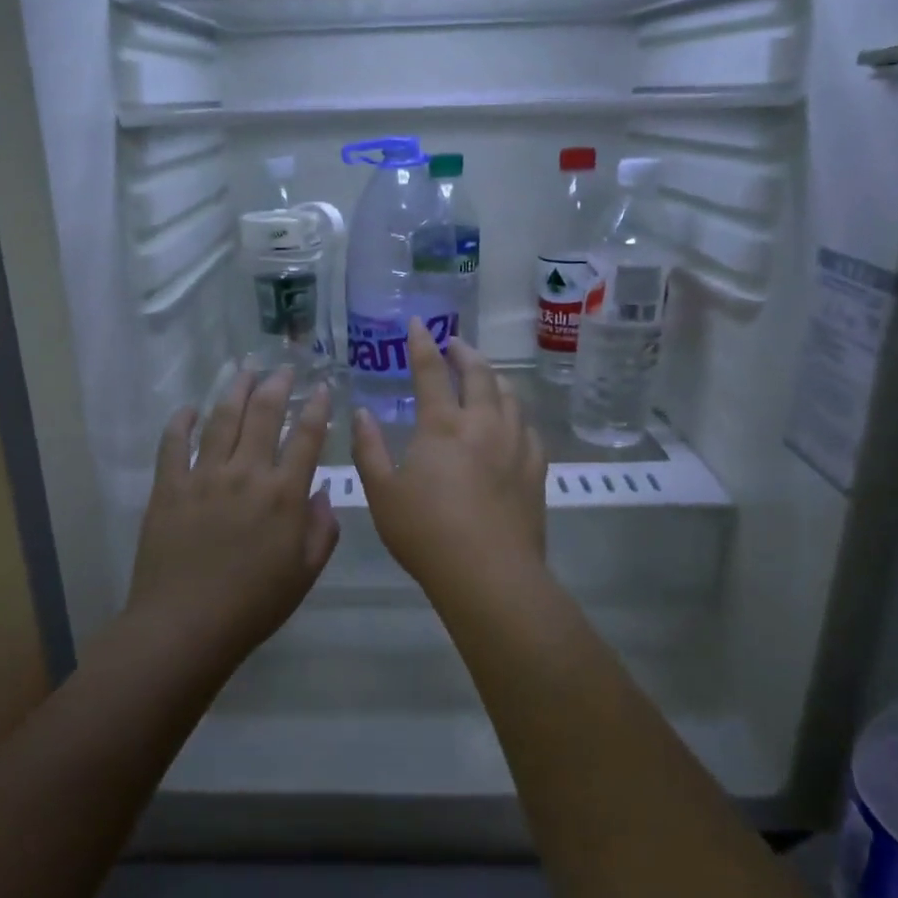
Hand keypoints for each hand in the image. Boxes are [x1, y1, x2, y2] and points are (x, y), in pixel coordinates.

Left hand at [126, 369, 339, 666]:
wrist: (186, 625)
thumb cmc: (253, 605)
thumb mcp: (305, 574)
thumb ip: (321, 530)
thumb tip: (321, 495)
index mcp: (284, 495)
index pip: (306, 436)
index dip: (317, 407)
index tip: (322, 388)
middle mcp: (246, 474)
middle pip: (263, 414)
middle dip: (277, 385)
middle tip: (283, 368)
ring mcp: (203, 476)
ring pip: (221, 418)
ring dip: (235, 390)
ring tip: (244, 370)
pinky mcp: (168, 487)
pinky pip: (173, 443)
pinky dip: (181, 421)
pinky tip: (188, 408)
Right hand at [352, 320, 547, 600]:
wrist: (488, 573)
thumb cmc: (426, 533)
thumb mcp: (382, 493)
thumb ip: (369, 448)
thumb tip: (362, 412)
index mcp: (442, 425)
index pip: (431, 371)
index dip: (423, 344)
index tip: (419, 323)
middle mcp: (483, 424)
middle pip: (479, 375)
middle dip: (465, 353)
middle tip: (455, 344)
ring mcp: (515, 445)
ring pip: (510, 397)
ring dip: (494, 378)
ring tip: (485, 375)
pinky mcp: (535, 469)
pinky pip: (529, 429)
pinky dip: (516, 415)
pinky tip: (512, 423)